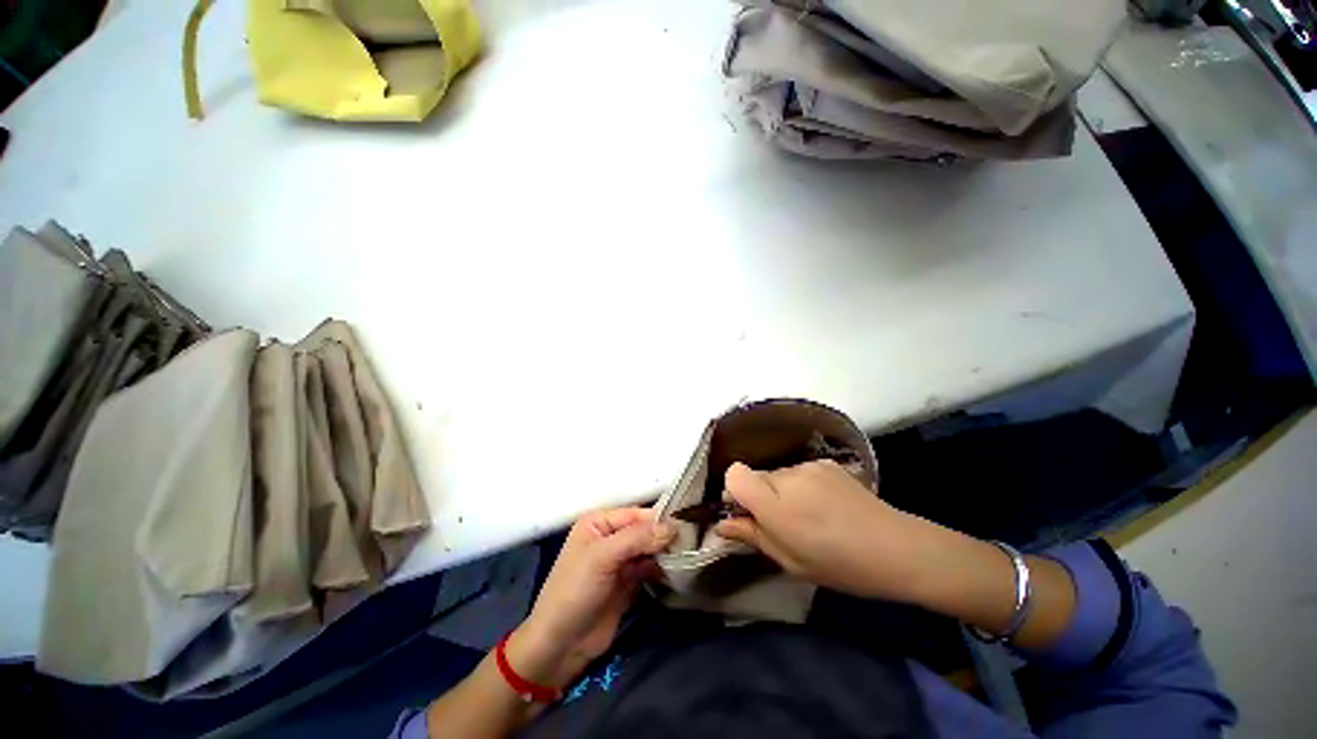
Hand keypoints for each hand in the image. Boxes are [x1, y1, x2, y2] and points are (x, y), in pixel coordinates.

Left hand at [508, 508, 674, 688]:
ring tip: (690, 554)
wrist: (561, 645)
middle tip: (693, 541)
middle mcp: (611, 537)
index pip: (636, 514)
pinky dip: (663, 569)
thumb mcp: (602, 557)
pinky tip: (678, 570)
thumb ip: (637, 538)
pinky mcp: (628, 583)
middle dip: (665, 536)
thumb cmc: (575, 591)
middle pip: (645, 530)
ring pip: (650, 549)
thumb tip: (673, 526)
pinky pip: (650, 569)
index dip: (659, 519)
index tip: (687, 524)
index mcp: (599, 523)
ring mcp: (620, 561)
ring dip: (666, 552)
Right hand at [714, 460, 936, 602]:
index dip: (733, 491)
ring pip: (777, 473)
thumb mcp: (791, 562)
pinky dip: (800, 485)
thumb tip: (722, 524)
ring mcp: (809, 466)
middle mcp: (788, 476)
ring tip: (808, 515)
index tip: (746, 512)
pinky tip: (824, 504)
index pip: (735, 475)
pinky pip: (798, 471)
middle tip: (781, 522)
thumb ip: (753, 536)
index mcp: (776, 505)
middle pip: (755, 474)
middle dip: (759, 495)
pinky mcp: (825, 462)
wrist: (898, 548)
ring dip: (781, 490)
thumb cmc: (840, 565)